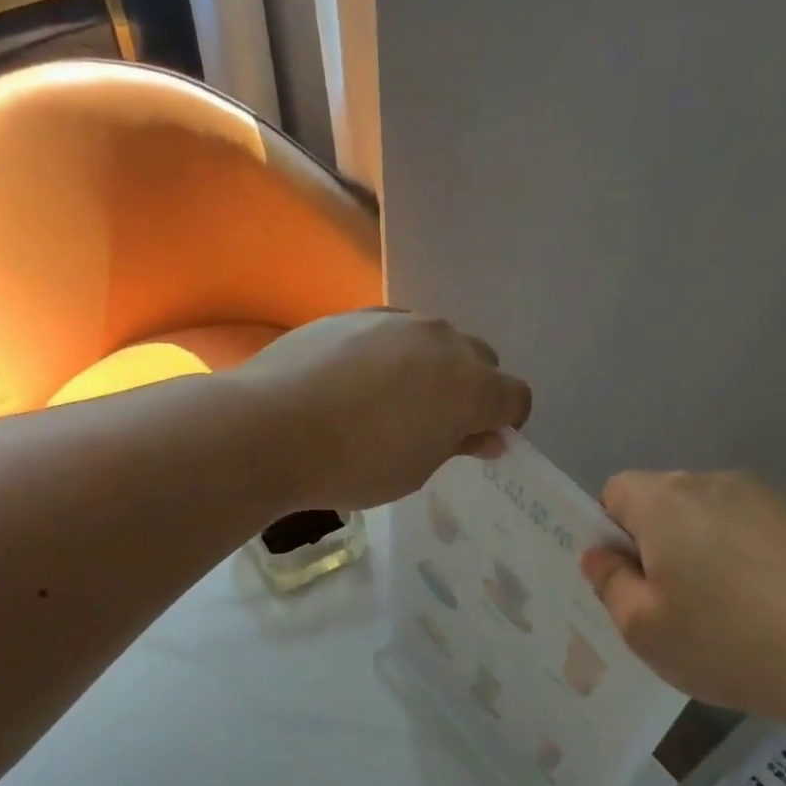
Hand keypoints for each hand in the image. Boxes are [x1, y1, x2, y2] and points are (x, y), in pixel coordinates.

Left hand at [236, 309, 531, 509]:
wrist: (271, 429)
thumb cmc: (354, 465)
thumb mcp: (415, 470)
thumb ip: (457, 445)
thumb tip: (486, 436)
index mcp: (469, 385)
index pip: (514, 397)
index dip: (505, 422)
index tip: (480, 442)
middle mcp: (442, 340)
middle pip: (480, 359)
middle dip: (472, 390)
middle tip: (437, 425)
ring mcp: (396, 321)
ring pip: (435, 341)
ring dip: (431, 368)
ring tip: (392, 403)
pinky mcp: (355, 314)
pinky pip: (393, 333)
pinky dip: (392, 355)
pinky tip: (358, 383)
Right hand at [580, 471, 785, 729]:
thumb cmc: (728, 643)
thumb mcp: (643, 629)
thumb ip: (610, 584)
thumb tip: (600, 554)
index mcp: (667, 502)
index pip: (615, 492)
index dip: (609, 533)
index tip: (626, 581)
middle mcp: (717, 484)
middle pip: (665, 502)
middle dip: (654, 544)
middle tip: (666, 606)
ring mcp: (772, 501)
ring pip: (711, 520)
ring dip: (701, 555)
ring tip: (721, 616)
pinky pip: (754, 535)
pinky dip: (745, 564)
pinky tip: (765, 614)